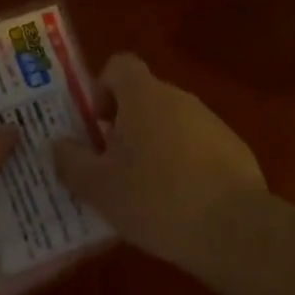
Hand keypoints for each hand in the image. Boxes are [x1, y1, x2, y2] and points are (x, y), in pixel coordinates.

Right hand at [54, 53, 266, 267]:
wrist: (235, 230)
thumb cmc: (156, 199)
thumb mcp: (99, 188)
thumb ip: (71, 161)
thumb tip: (59, 145)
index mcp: (144, 95)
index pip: (119, 65)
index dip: (102, 88)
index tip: (97, 124)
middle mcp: (179, 98)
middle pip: (143, 96)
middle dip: (125, 124)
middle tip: (112, 165)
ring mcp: (211, 122)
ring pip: (170, 123)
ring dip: (154, 146)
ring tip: (145, 191)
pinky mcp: (234, 149)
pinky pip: (197, 146)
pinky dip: (184, 164)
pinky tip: (180, 204)